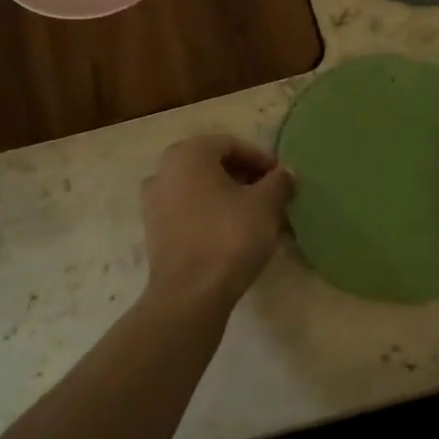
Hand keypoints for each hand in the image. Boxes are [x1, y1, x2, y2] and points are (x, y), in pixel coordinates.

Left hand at [140, 135, 293, 308]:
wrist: (190, 294)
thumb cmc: (229, 237)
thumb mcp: (265, 205)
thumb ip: (278, 182)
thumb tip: (285, 173)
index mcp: (188, 153)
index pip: (230, 144)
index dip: (260, 159)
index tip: (280, 178)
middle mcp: (164, 170)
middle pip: (211, 165)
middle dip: (242, 177)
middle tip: (269, 195)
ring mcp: (153, 201)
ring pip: (198, 189)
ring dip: (226, 197)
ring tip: (253, 216)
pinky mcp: (153, 231)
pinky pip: (186, 211)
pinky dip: (208, 215)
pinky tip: (231, 234)